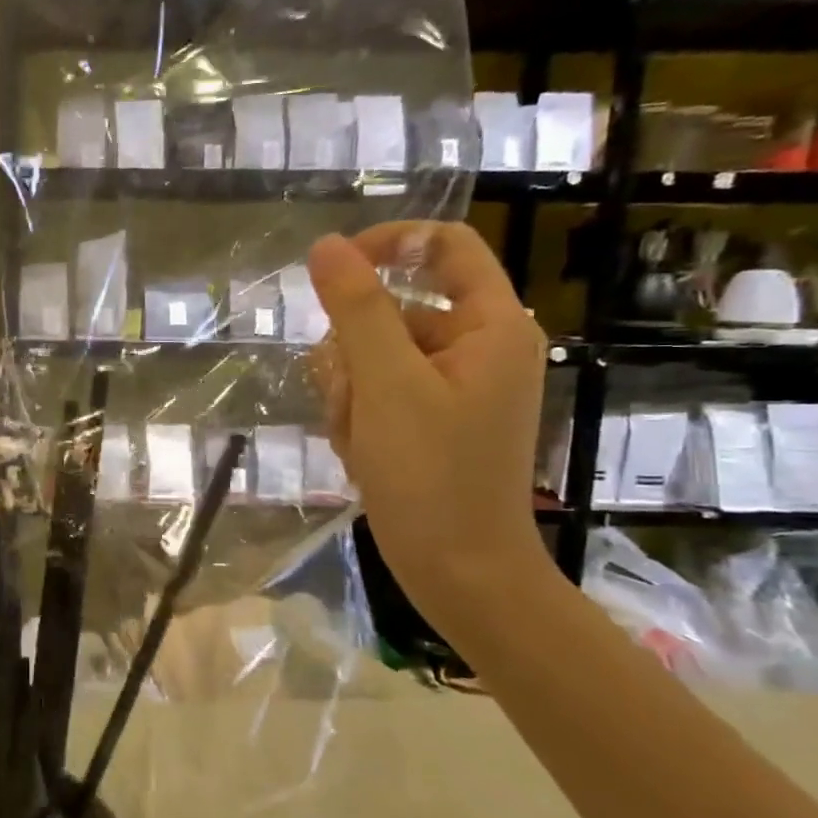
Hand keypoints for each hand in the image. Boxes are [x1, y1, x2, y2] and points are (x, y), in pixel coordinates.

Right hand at [308, 223, 554, 633]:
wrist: (458, 572)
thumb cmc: (433, 474)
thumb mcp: (387, 384)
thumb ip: (357, 309)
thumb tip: (327, 245)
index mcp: (490, 327)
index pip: (443, 247)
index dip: (388, 245)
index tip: (331, 269)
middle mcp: (474, 348)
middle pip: (392, 309)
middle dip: (354, 351)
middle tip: (356, 400)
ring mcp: (448, 388)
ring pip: (370, 354)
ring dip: (348, 391)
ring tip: (359, 437)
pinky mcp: (425, 420)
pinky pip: (373, 392)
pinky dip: (356, 416)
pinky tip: (360, 452)